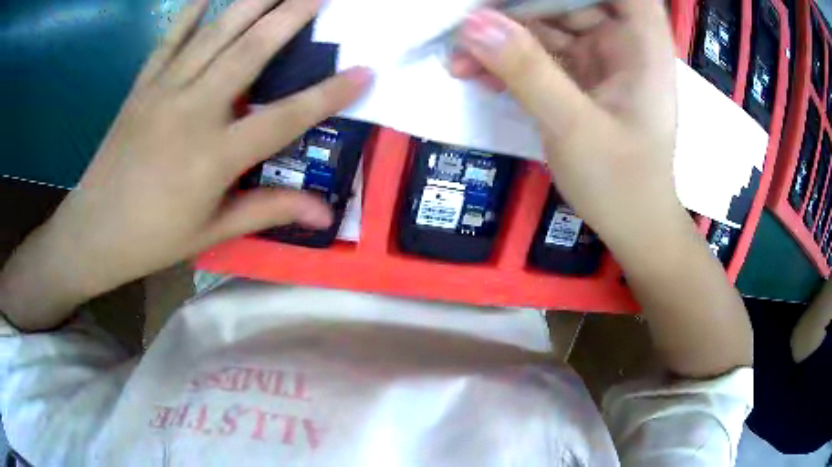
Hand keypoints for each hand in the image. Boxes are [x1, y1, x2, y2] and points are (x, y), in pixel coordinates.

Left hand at [0, 0, 371, 329]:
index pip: (284, 118)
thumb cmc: (152, 239)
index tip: (365, 72)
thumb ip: (268, 211)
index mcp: (214, 157)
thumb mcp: (211, 233)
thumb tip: (324, 215)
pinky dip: (190, 13)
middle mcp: (193, 112)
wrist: (93, 232)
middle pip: (251, 52)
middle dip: (292, 16)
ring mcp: (164, 92)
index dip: (328, 95)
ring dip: (252, 3)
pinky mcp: (142, 87)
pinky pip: (170, 41)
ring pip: (215, 35)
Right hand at [450, 1, 679, 244]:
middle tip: (468, 26)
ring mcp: (600, 59)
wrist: (632, 228)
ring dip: (503, 39)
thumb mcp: (574, 127)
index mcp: (642, 43)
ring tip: (460, 60)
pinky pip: (540, 55)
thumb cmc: (621, 184)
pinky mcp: (580, 78)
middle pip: (569, 1)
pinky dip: (510, 62)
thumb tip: (473, 23)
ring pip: (547, 26)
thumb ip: (528, 70)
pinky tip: (479, 75)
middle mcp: (623, 42)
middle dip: (518, 8)